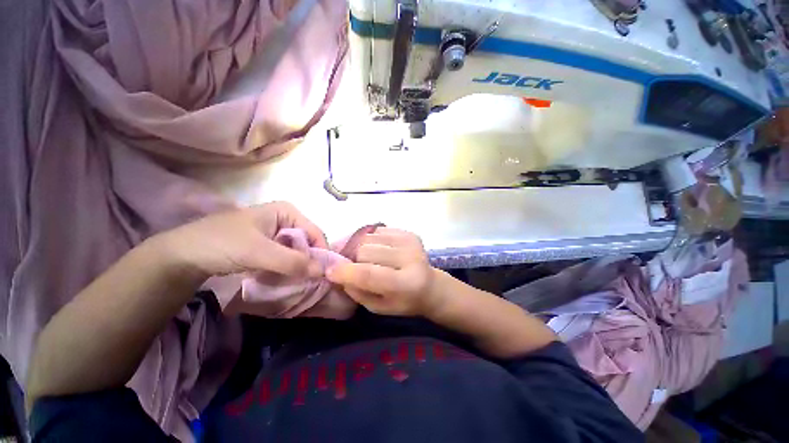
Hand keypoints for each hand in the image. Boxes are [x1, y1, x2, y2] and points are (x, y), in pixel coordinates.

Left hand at [152, 202, 326, 278]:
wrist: (183, 255)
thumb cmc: (223, 244)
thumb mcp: (260, 252)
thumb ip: (293, 261)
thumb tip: (323, 271)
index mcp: (287, 211)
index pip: (315, 232)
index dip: (321, 253)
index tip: (323, 275)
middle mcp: (286, 219)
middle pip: (307, 242)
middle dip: (309, 261)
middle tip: (309, 281)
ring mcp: (276, 231)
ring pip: (297, 251)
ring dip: (299, 267)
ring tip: (298, 282)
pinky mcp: (268, 244)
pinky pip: (286, 256)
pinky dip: (288, 268)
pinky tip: (285, 278)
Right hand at [326, 228, 441, 316]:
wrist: (429, 286)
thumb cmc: (403, 301)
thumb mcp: (378, 307)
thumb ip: (357, 291)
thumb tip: (337, 272)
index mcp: (405, 284)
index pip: (369, 274)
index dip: (346, 272)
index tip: (330, 271)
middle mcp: (410, 258)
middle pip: (366, 251)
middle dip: (356, 260)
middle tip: (359, 268)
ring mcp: (410, 242)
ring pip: (369, 238)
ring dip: (364, 249)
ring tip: (373, 259)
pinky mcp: (409, 233)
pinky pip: (378, 231)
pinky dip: (374, 241)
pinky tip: (382, 251)